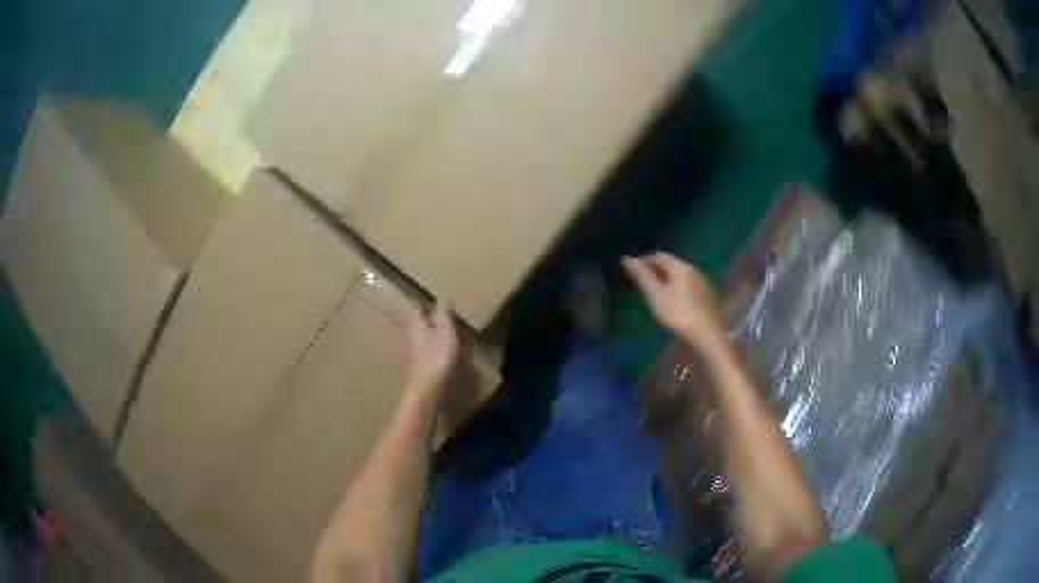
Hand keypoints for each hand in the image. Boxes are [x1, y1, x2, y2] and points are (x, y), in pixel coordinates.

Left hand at [404, 306, 458, 399]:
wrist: (424, 392)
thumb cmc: (437, 358)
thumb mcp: (446, 332)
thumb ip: (443, 317)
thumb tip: (440, 304)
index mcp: (416, 327)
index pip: (418, 311)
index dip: (428, 308)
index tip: (439, 308)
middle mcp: (409, 339)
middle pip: (419, 327)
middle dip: (430, 325)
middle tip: (447, 326)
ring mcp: (410, 356)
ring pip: (421, 342)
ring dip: (432, 341)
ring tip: (448, 343)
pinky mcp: (415, 371)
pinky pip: (425, 356)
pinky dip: (433, 355)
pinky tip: (443, 361)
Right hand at [622, 253, 727, 350]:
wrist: (708, 336)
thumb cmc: (679, 314)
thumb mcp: (656, 296)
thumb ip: (642, 276)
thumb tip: (627, 258)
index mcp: (681, 267)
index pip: (659, 256)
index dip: (644, 260)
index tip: (633, 272)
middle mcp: (694, 270)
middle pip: (672, 264)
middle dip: (656, 270)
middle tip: (642, 283)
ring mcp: (703, 283)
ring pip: (681, 276)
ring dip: (667, 280)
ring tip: (656, 293)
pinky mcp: (708, 297)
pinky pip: (689, 286)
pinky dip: (678, 288)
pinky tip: (674, 302)